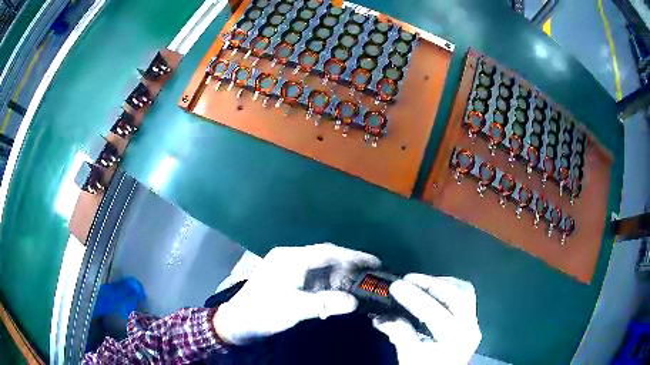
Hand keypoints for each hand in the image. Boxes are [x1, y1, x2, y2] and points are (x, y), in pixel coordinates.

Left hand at [214, 243, 379, 343]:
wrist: (236, 322)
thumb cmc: (262, 313)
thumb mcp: (293, 309)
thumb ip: (324, 304)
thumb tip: (353, 302)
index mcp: (291, 258)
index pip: (329, 252)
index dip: (354, 256)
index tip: (376, 261)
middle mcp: (290, 258)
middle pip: (326, 258)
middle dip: (349, 266)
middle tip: (372, 275)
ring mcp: (287, 269)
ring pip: (320, 268)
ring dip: (339, 277)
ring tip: (360, 286)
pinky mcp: (286, 280)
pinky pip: (313, 278)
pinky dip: (327, 285)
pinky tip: (337, 294)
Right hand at [373, 274, 481, 364]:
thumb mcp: (409, 357)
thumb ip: (399, 334)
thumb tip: (382, 316)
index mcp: (453, 341)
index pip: (436, 315)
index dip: (415, 298)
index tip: (396, 286)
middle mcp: (469, 328)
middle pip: (457, 296)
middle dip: (431, 284)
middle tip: (408, 279)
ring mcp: (473, 323)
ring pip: (465, 291)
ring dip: (442, 283)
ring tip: (420, 281)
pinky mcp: (471, 319)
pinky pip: (465, 295)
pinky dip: (449, 287)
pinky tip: (434, 289)